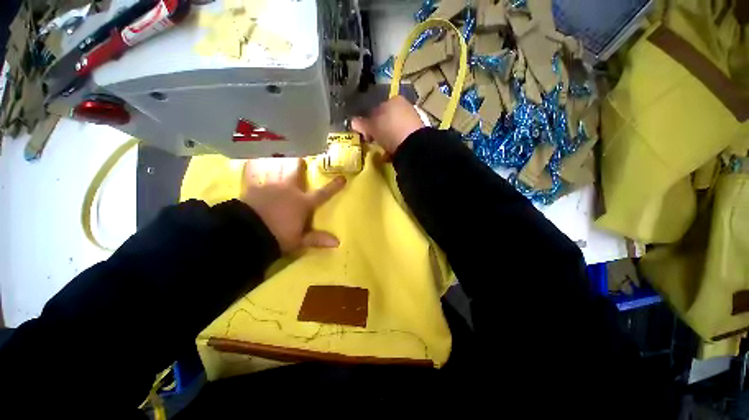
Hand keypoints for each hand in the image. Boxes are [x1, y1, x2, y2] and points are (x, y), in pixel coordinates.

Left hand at [241, 158, 345, 252]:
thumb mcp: (299, 241)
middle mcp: (289, 190)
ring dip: (279, 161)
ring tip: (279, 154)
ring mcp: (271, 186)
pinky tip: (251, 161)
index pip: (323, 194)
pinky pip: (253, 173)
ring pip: (277, 168)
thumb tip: (338, 243)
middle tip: (300, 157)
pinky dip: (252, 167)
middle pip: (296, 172)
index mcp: (303, 203)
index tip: (343, 178)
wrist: (246, 233)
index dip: (334, 187)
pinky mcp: (254, 188)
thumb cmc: (277, 237)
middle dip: (299, 163)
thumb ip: (317, 239)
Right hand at [352, 95, 424, 154]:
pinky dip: (395, 146)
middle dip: (379, 132)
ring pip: (394, 131)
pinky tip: (391, 155)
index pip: (376, 110)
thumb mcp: (372, 127)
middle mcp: (404, 107)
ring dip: (387, 141)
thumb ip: (362, 123)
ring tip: (383, 151)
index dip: (368, 122)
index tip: (366, 135)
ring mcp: (412, 121)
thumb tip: (353, 122)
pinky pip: (401, 139)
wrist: (413, 145)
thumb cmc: (389, 130)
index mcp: (393, 100)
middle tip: (374, 143)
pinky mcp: (417, 134)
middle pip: (386, 121)